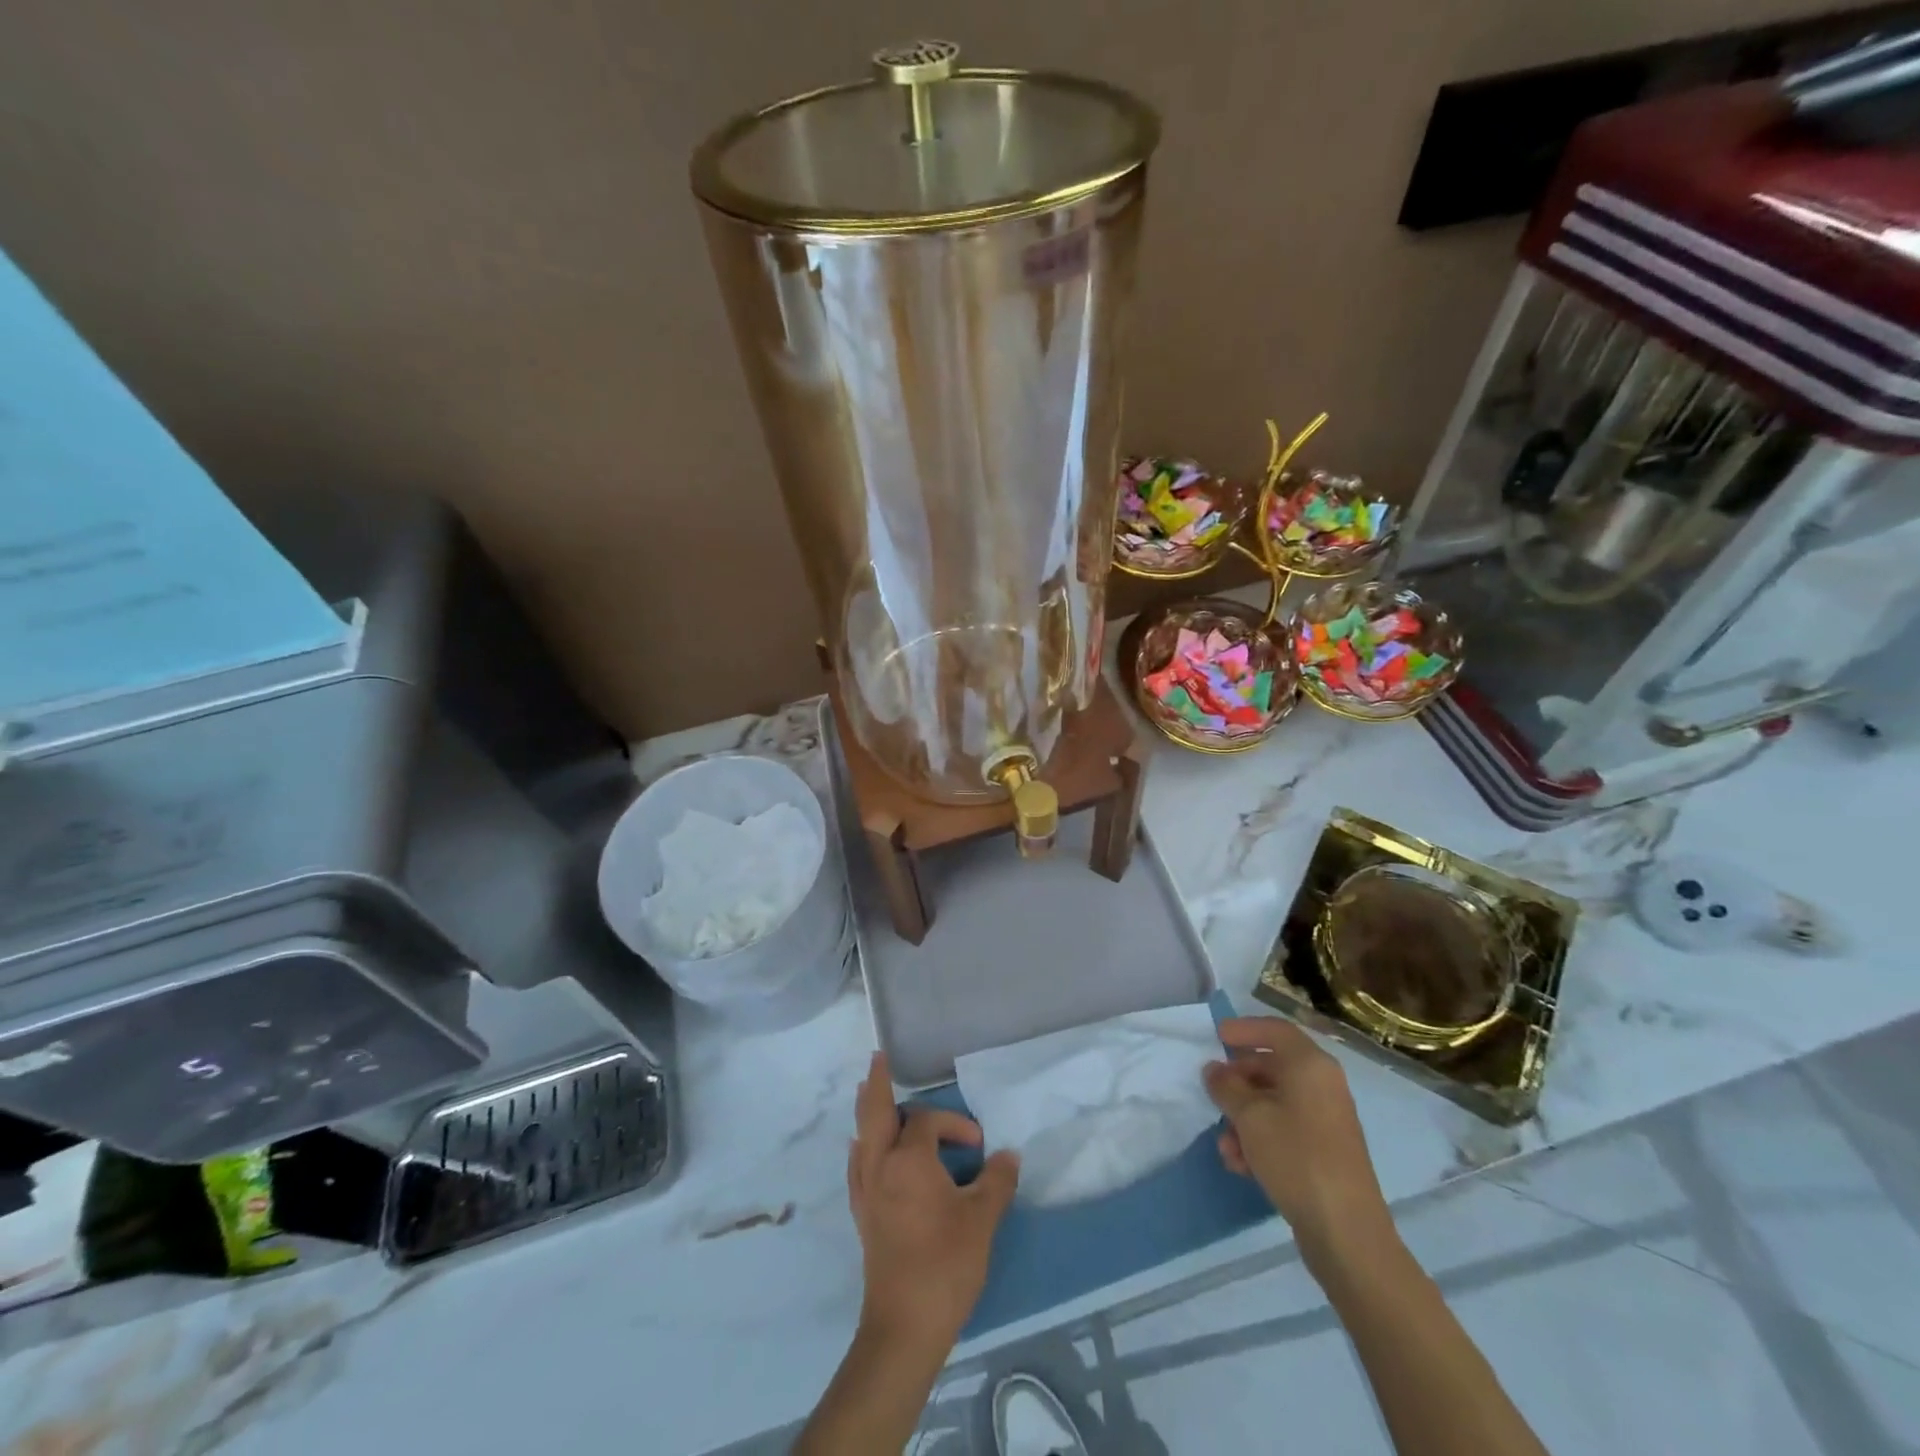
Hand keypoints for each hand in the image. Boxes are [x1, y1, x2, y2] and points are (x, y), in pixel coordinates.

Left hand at [847, 1052, 1019, 1351]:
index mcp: (907, 1160)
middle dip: (877, 1083)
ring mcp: (865, 1191)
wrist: (904, 1326)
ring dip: (867, 1112)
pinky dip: (863, 1145)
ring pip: (861, 1136)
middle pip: (874, 1112)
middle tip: (877, 1058)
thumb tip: (1009, 1155)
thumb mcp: (982, 1220)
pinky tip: (866, 1150)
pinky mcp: (862, 1215)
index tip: (979, 1146)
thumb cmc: (945, 1265)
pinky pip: (857, 1164)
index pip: (927, 1121)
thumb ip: (997, 1181)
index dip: (954, 1124)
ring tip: (868, 1092)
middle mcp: (879, 1166)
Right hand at [1203, 1017, 1389, 1259]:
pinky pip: (1286, 1129)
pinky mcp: (1326, 1151)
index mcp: (1310, 1066)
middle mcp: (1323, 1085)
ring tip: (1225, 1145)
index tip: (1217, 1036)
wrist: (1346, 1231)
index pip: (1275, 1030)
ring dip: (1244, 1118)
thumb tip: (1214, 1070)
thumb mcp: (1249, 1116)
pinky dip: (1261, 1139)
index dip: (1244, 1028)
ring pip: (1275, 1102)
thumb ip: (1226, 1087)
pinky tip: (1241, 1165)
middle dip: (1239, 1081)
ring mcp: (1327, 1119)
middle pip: (1273, 1067)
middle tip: (1213, 1093)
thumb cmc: (1296, 1157)